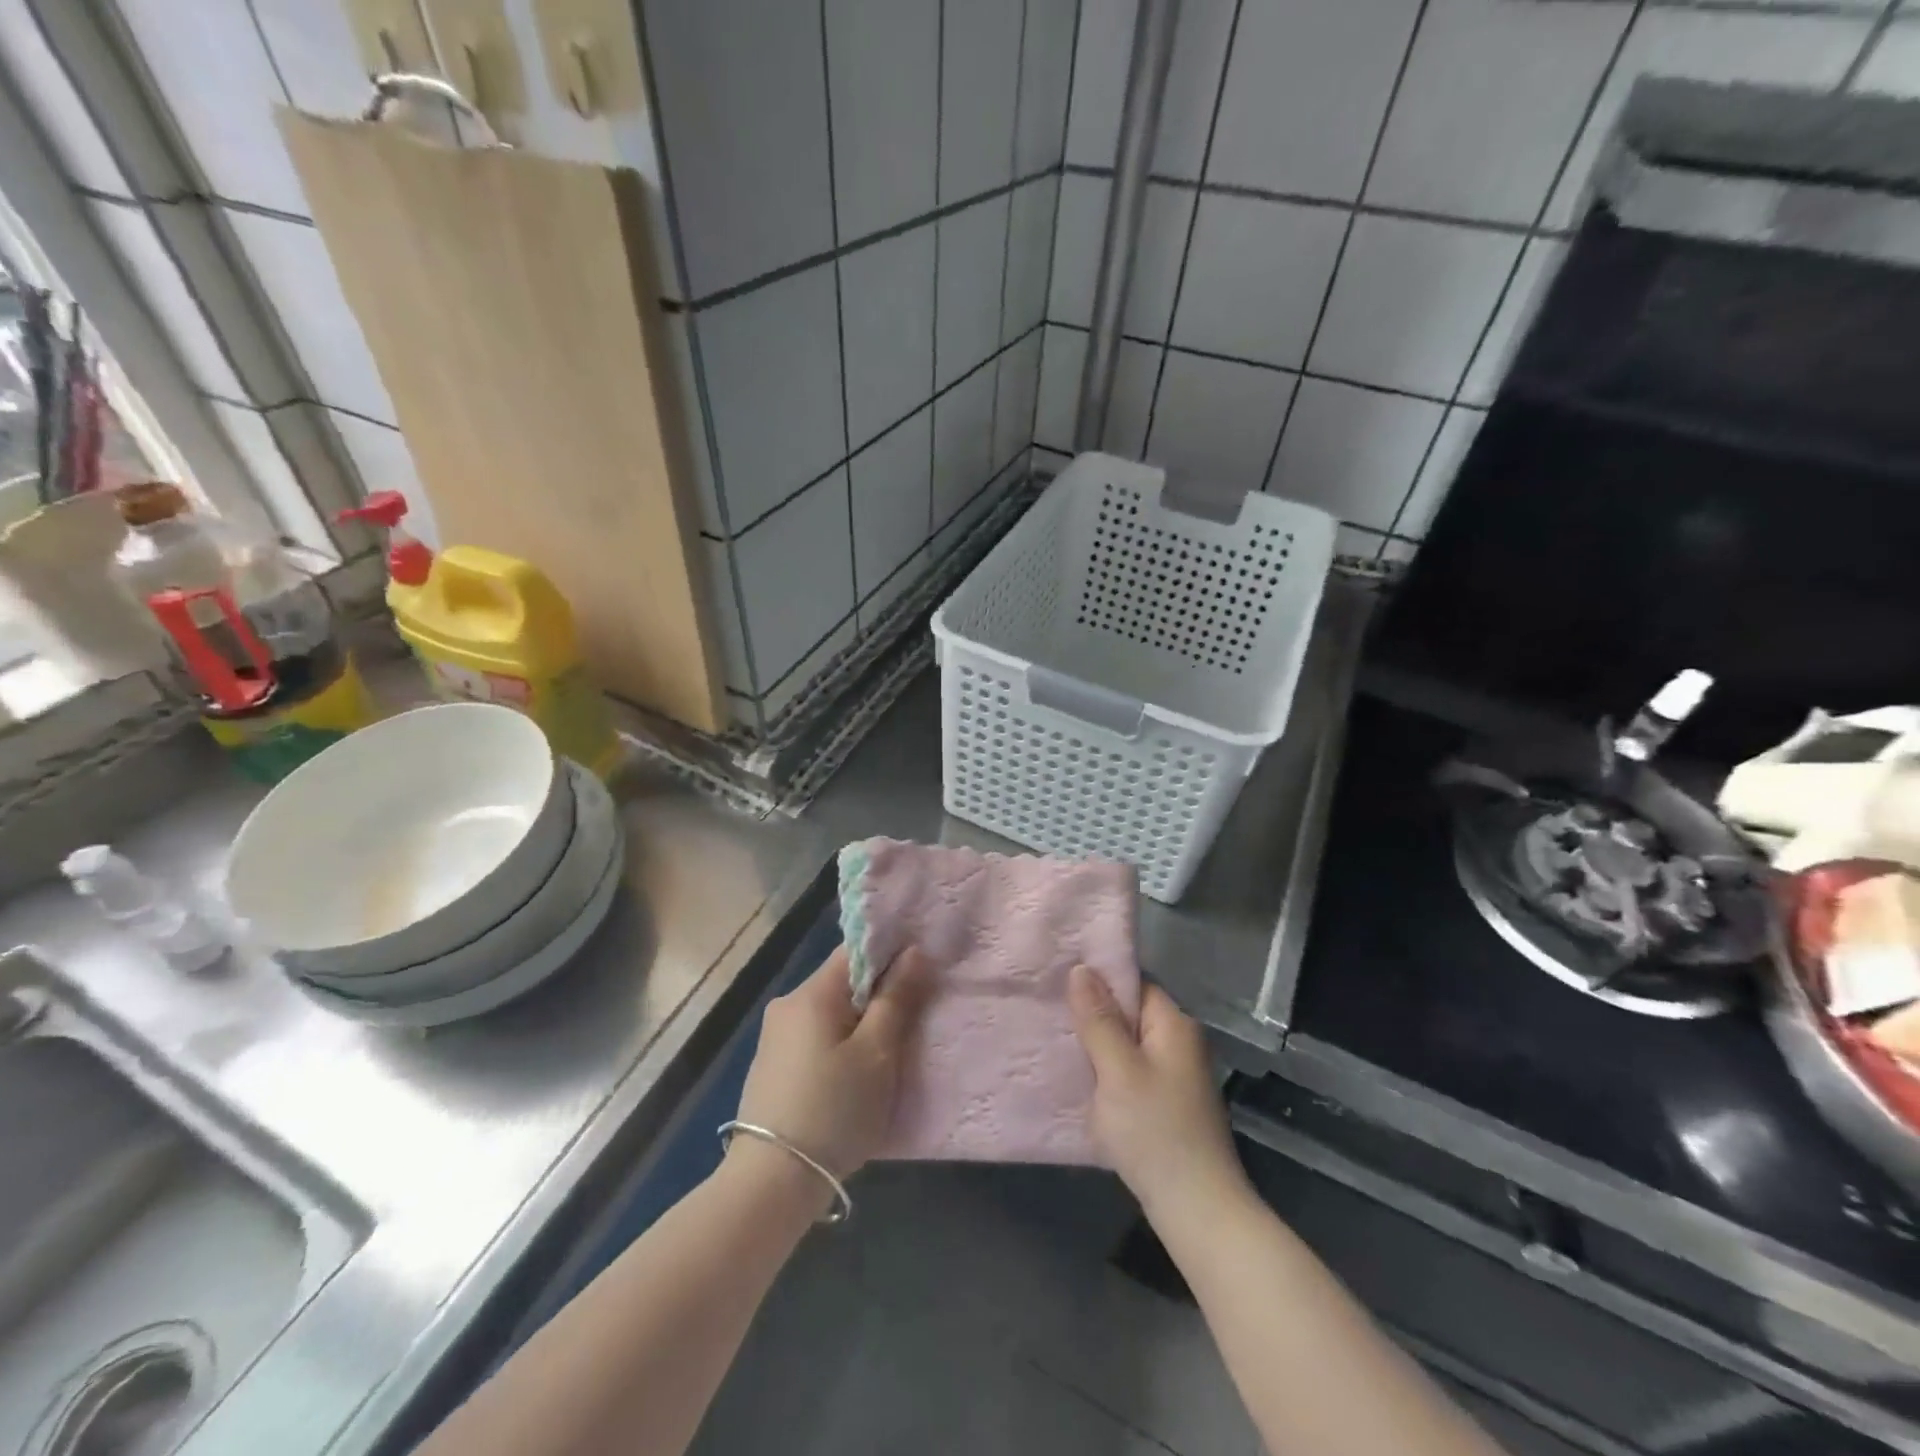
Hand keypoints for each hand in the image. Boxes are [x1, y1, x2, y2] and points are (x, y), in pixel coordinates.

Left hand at [732, 946, 927, 1189]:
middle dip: (877, 996)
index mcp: (811, 993)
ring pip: (830, 1013)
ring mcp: (775, 1037)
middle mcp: (787, 1005)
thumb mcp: (876, 1054)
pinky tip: (854, 1076)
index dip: (890, 957)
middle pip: (843, 983)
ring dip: (859, 1024)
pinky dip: (839, 1046)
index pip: (855, 951)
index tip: (919, 975)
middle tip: (911, 1022)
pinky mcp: (772, 1067)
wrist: (771, 1182)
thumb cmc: (834, 1110)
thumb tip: (913, 952)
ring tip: (887, 1054)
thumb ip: (896, 998)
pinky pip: (815, 1038)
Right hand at [1069, 965, 1249, 1228]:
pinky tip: (1078, 1078)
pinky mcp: (1165, 1103)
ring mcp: (1174, 1075)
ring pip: (1126, 1044)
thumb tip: (1081, 968)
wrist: (1197, 1210)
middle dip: (1092, 1012)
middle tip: (1048, 1009)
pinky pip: (1129, 1071)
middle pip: (1129, 1012)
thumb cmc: (1156, 1131)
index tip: (1058, 979)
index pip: (1133, 983)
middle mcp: (1178, 1042)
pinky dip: (1106, 1071)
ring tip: (1055, 1039)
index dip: (1098, 979)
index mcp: (1174, 1024)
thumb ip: (1099, 1019)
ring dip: (1096, 1044)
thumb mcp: (1118, 1071)